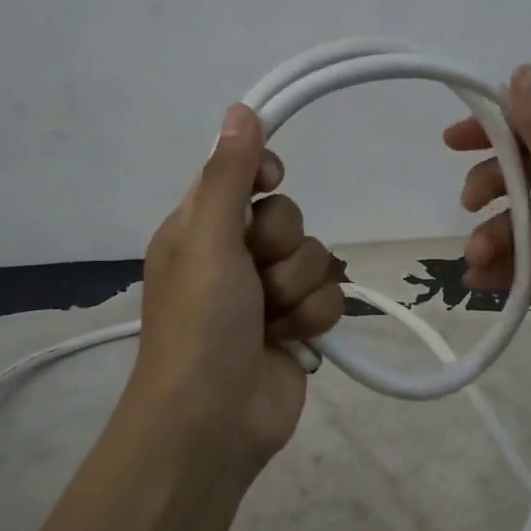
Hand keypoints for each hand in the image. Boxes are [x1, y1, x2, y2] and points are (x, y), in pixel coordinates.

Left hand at [124, 104, 343, 475]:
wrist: (213, 421)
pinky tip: (292, 340)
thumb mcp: (206, 239)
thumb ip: (228, 175)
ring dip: (297, 289)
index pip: (242, 176)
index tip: (271, 181)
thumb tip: (240, 109)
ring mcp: (269, 293)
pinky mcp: (299, 325)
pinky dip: (314, 318)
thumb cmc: (199, 323)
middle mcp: (234, 255)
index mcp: (200, 229)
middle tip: (254, 275)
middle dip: (280, 247)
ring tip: (270, 320)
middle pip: (288, 217)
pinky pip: (330, 296)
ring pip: (315, 256)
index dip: (262, 175)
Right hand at [446, 64, 530, 375]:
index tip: (451, 142)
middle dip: (493, 190)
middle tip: (468, 208)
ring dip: (498, 238)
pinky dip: (512, 268)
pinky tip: (483, 283)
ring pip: (530, 223)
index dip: (493, 129)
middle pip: (528, 175)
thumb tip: (524, 69)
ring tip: (475, 263)